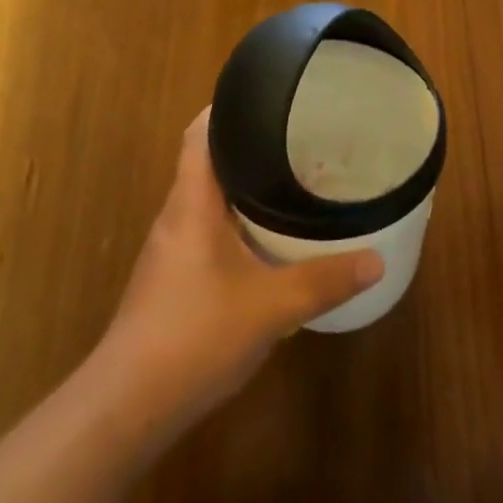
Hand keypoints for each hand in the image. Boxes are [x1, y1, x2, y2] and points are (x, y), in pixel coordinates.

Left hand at [97, 108, 383, 435]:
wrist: (128, 404)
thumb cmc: (195, 335)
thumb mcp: (270, 307)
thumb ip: (323, 281)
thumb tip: (375, 260)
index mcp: (191, 202)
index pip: (200, 133)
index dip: (227, 108)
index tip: (267, 98)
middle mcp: (176, 215)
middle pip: (208, 162)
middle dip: (249, 148)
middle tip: (297, 140)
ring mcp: (170, 249)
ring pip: (208, 201)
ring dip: (243, 189)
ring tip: (290, 183)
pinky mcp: (172, 279)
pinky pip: (207, 232)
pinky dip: (236, 224)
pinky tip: (266, 243)